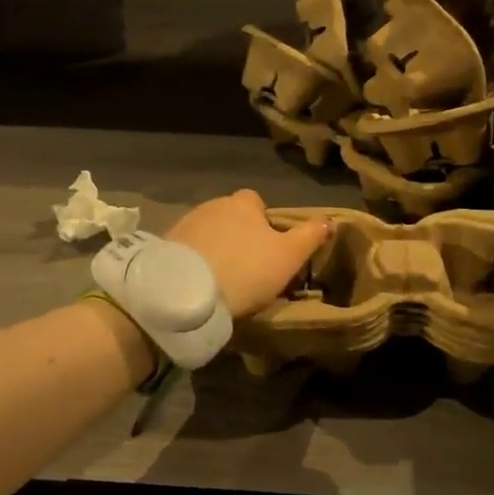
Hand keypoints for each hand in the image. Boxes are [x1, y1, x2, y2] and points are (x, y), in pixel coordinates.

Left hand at [167, 190, 330, 318]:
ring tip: (223, 278)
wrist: (187, 292)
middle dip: (238, 235)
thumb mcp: (289, 256)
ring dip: (215, 248)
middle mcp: (212, 205)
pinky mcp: (165, 246)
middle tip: (248, 267)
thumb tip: (329, 220)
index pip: (256, 202)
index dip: (264, 222)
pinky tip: (201, 282)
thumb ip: (310, 236)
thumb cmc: (246, 270)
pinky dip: (195, 261)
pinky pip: (187, 250)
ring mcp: (185, 224)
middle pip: (231, 216)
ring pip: (208, 232)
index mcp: (243, 203)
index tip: (268, 247)